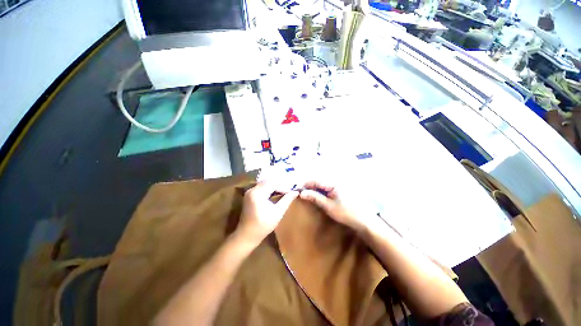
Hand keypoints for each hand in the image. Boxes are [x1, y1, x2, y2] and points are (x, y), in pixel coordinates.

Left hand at [236, 181, 298, 246]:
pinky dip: (269, 189)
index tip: (291, 192)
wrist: (246, 235)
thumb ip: (286, 200)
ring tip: (283, 193)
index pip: (273, 184)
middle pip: (268, 182)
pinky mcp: (249, 194)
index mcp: (258, 193)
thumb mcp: (277, 213)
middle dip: (279, 185)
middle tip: (288, 191)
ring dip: (274, 187)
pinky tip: (274, 194)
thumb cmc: (263, 226)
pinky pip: (261, 187)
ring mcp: (249, 191)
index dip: (283, 187)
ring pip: (265, 183)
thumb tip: (295, 192)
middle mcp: (252, 189)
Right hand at [299, 181, 377, 232]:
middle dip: (309, 186)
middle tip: (302, 194)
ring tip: (307, 195)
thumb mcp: (328, 206)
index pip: (315, 180)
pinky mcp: (339, 189)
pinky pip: (327, 187)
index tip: (297, 190)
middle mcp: (335, 181)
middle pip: (318, 181)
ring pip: (322, 184)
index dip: (305, 184)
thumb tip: (302, 193)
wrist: (363, 219)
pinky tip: (317, 196)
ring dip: (314, 188)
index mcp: (333, 183)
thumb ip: (315, 197)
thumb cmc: (346, 213)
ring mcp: (338, 184)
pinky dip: (320, 191)